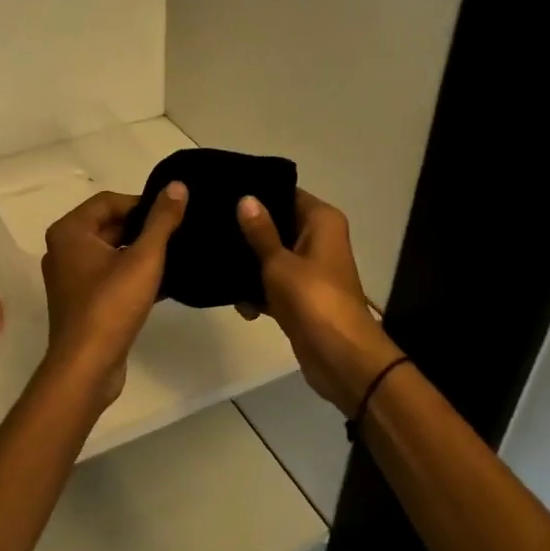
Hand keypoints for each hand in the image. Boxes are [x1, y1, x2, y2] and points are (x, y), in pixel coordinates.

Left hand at [38, 183, 187, 406]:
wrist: (87, 366)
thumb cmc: (111, 305)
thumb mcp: (144, 258)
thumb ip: (162, 220)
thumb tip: (177, 186)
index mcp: (70, 232)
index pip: (109, 201)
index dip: (143, 203)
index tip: (173, 213)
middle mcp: (64, 250)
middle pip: (110, 226)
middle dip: (144, 229)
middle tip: (179, 233)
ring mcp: (72, 278)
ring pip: (113, 253)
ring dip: (142, 253)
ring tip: (177, 255)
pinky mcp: (83, 303)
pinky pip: (112, 277)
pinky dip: (135, 276)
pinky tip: (167, 283)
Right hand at [235, 189, 403, 413]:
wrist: (340, 357)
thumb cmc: (312, 299)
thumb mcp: (279, 263)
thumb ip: (260, 231)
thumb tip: (246, 198)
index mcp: (321, 221)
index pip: (286, 193)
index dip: (257, 193)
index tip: (222, 193)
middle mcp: (319, 239)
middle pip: (276, 225)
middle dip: (246, 232)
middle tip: (209, 228)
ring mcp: (311, 269)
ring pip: (272, 256)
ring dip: (249, 267)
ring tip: (216, 268)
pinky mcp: (301, 296)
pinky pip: (274, 284)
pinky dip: (259, 292)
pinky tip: (240, 305)